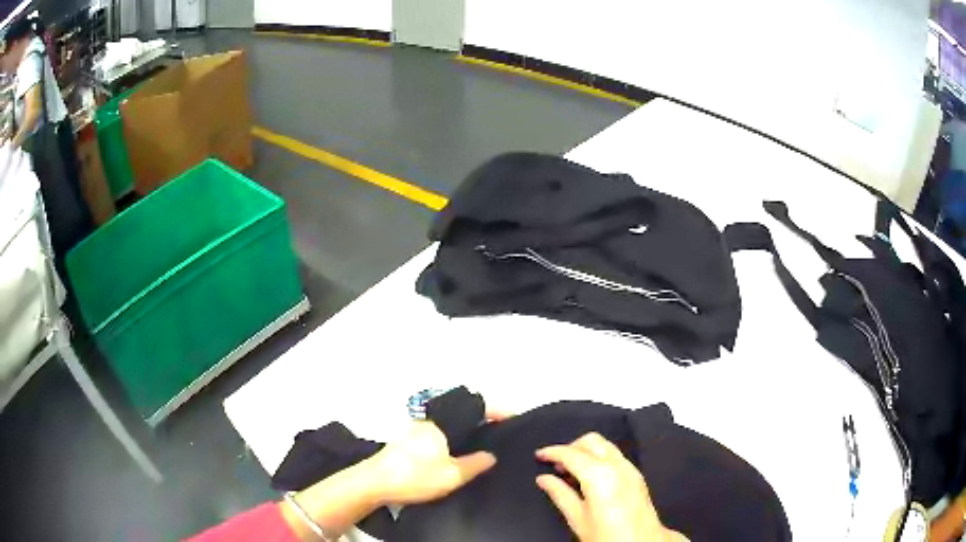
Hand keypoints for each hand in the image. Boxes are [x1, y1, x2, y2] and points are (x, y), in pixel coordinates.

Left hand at [369, 411, 508, 505]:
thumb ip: (474, 464)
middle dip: (479, 420)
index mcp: (440, 425)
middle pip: (459, 415)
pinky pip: (436, 434)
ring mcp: (414, 431)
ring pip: (447, 425)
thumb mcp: (451, 476)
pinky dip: (450, 439)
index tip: (511, 417)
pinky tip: (453, 454)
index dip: (495, 413)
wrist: (373, 483)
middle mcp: (427, 422)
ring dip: (463, 430)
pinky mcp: (405, 442)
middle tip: (495, 432)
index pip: (473, 410)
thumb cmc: (414, 476)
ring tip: (479, 443)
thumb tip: (491, 455)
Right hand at [536, 433, 687, 541]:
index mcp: (599, 475)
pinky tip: (590, 477)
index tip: (540, 455)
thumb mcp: (577, 518)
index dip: (552, 452)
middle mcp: (617, 466)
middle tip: (555, 464)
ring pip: (605, 445)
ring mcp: (630, 469)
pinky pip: (615, 456)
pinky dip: (600, 458)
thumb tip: (544, 479)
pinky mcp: (637, 475)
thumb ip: (559, 494)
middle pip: (591, 441)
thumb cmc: (608, 536)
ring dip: (586, 451)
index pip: (571, 453)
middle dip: (571, 447)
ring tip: (571, 471)